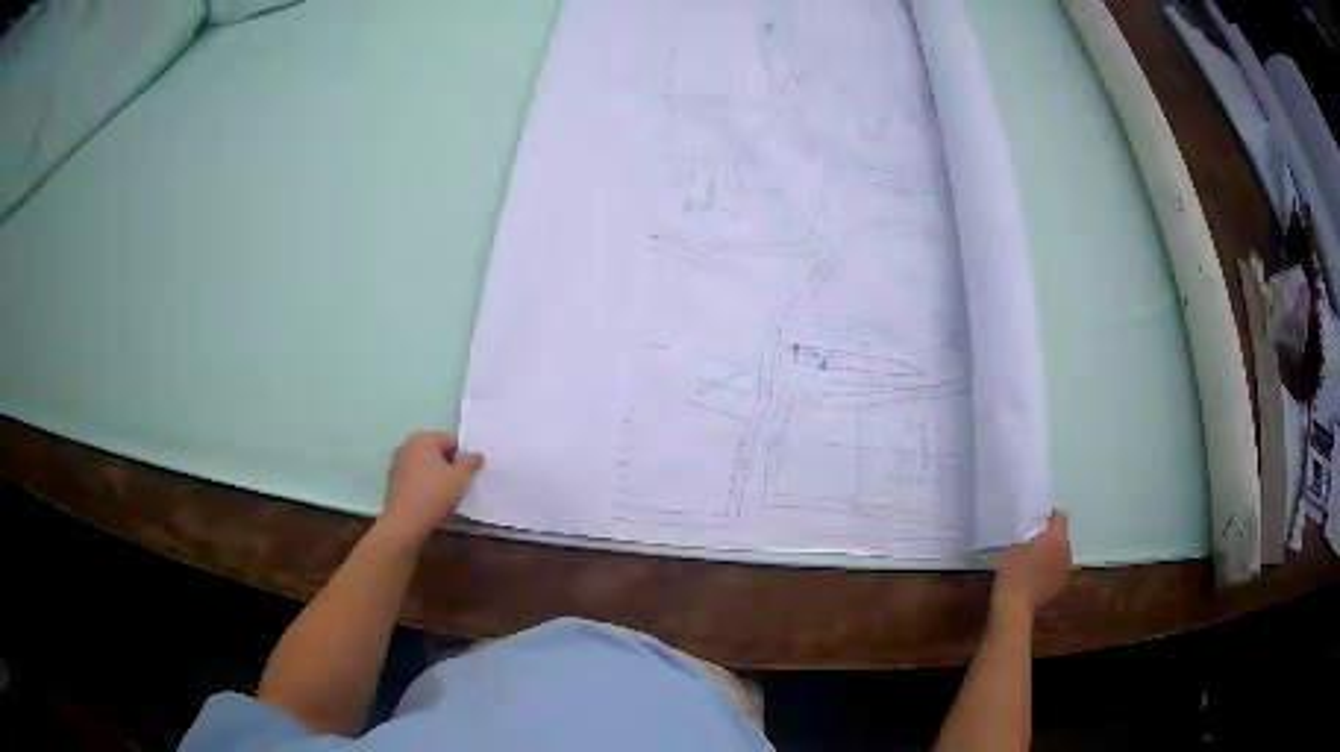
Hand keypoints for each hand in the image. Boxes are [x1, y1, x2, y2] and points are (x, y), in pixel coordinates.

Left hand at [381, 432, 483, 540]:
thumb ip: (471, 463)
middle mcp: (408, 446)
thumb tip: (476, 455)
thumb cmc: (434, 493)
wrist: (405, 521)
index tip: (469, 474)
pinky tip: (431, 500)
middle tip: (460, 484)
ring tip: (446, 494)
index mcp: (423, 439)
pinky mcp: (394, 481)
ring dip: (437, 475)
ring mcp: (398, 463)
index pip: (451, 441)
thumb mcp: (461, 477)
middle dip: (449, 465)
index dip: (463, 457)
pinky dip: (425, 485)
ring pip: (425, 466)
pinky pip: (416, 478)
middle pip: (437, 452)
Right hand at [992, 510, 1070, 616]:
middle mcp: (1066, 549)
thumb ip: (1027, 533)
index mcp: (1055, 535)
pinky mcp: (1062, 583)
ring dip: (1052, 552)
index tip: (1037, 520)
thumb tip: (1032, 529)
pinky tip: (1037, 575)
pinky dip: (1051, 567)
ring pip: (1061, 552)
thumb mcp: (1014, 545)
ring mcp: (1066, 567)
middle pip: (1061, 535)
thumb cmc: (1011, 571)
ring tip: (1035, 559)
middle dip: (1051, 535)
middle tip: (1033, 540)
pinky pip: (1059, 567)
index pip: (1060, 516)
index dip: (1049, 515)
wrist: (1014, 605)